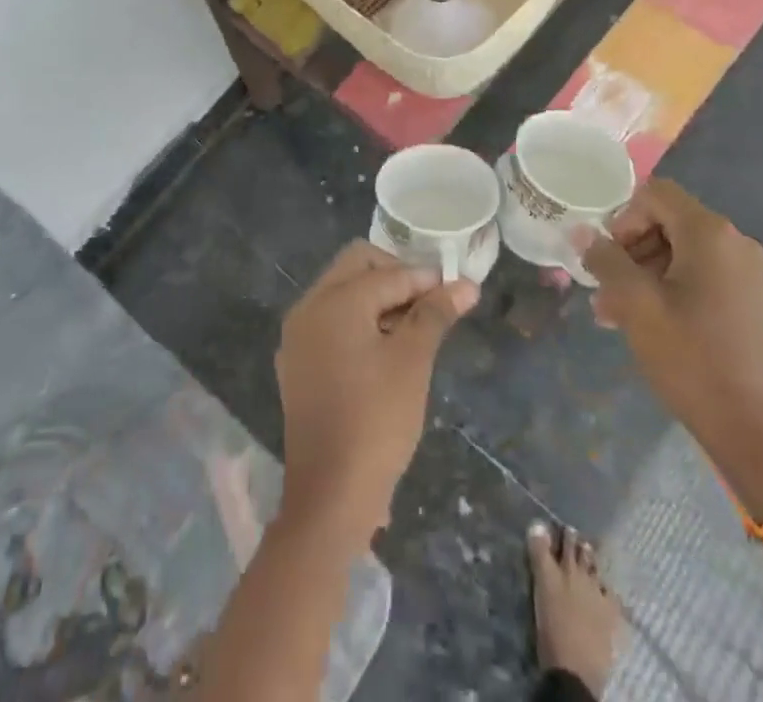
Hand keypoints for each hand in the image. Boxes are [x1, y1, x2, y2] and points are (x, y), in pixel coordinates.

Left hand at [274, 242, 478, 548]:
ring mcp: (298, 335)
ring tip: (415, 328)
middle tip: (431, 304)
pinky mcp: (297, 363)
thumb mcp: (412, 362)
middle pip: (357, 266)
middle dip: (397, 277)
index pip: (388, 272)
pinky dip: (359, 321)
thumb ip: (435, 314)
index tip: (458, 290)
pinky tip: (386, 349)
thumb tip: (466, 284)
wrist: (329, 496)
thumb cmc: (376, 421)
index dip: (426, 278)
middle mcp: (308, 307)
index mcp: (335, 300)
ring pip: (343, 292)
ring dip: (378, 298)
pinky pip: (331, 321)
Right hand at [572, 181, 762, 516]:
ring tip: (618, 314)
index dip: (623, 217)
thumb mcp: (635, 304)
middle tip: (606, 290)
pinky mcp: (756, 302)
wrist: (758, 433)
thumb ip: (605, 260)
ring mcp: (752, 274)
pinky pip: (705, 276)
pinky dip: (674, 288)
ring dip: (647, 272)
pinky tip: (654, 324)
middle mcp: (737, 242)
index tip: (607, 257)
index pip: (656, 194)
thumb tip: (581, 232)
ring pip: (685, 252)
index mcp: (711, 234)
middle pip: (670, 222)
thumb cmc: (692, 359)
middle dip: (631, 249)